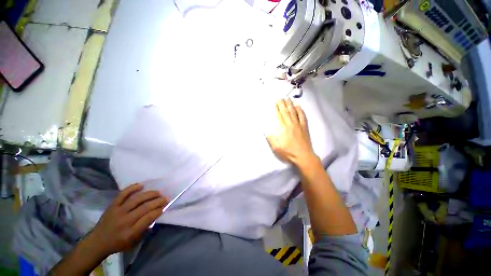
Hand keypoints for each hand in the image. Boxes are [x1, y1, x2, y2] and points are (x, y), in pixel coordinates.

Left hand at [89, 184, 167, 254]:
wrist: (98, 241)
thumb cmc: (119, 243)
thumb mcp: (134, 241)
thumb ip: (145, 228)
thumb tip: (156, 214)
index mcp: (130, 232)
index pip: (148, 218)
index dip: (158, 210)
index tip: (165, 206)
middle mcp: (125, 221)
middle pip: (144, 207)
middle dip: (158, 201)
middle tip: (165, 198)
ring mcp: (117, 211)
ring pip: (136, 199)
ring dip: (150, 194)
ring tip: (158, 193)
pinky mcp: (112, 206)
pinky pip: (123, 194)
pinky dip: (132, 188)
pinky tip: (141, 185)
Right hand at [266, 98, 316, 166]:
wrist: (303, 156)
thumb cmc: (288, 153)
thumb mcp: (276, 148)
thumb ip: (271, 139)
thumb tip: (266, 132)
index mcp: (283, 129)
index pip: (279, 116)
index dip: (277, 108)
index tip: (275, 102)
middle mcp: (290, 124)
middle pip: (286, 112)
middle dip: (282, 104)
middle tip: (280, 97)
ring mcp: (298, 125)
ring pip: (294, 112)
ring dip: (290, 104)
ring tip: (288, 98)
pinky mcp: (304, 127)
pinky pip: (302, 116)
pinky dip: (300, 110)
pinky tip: (298, 106)